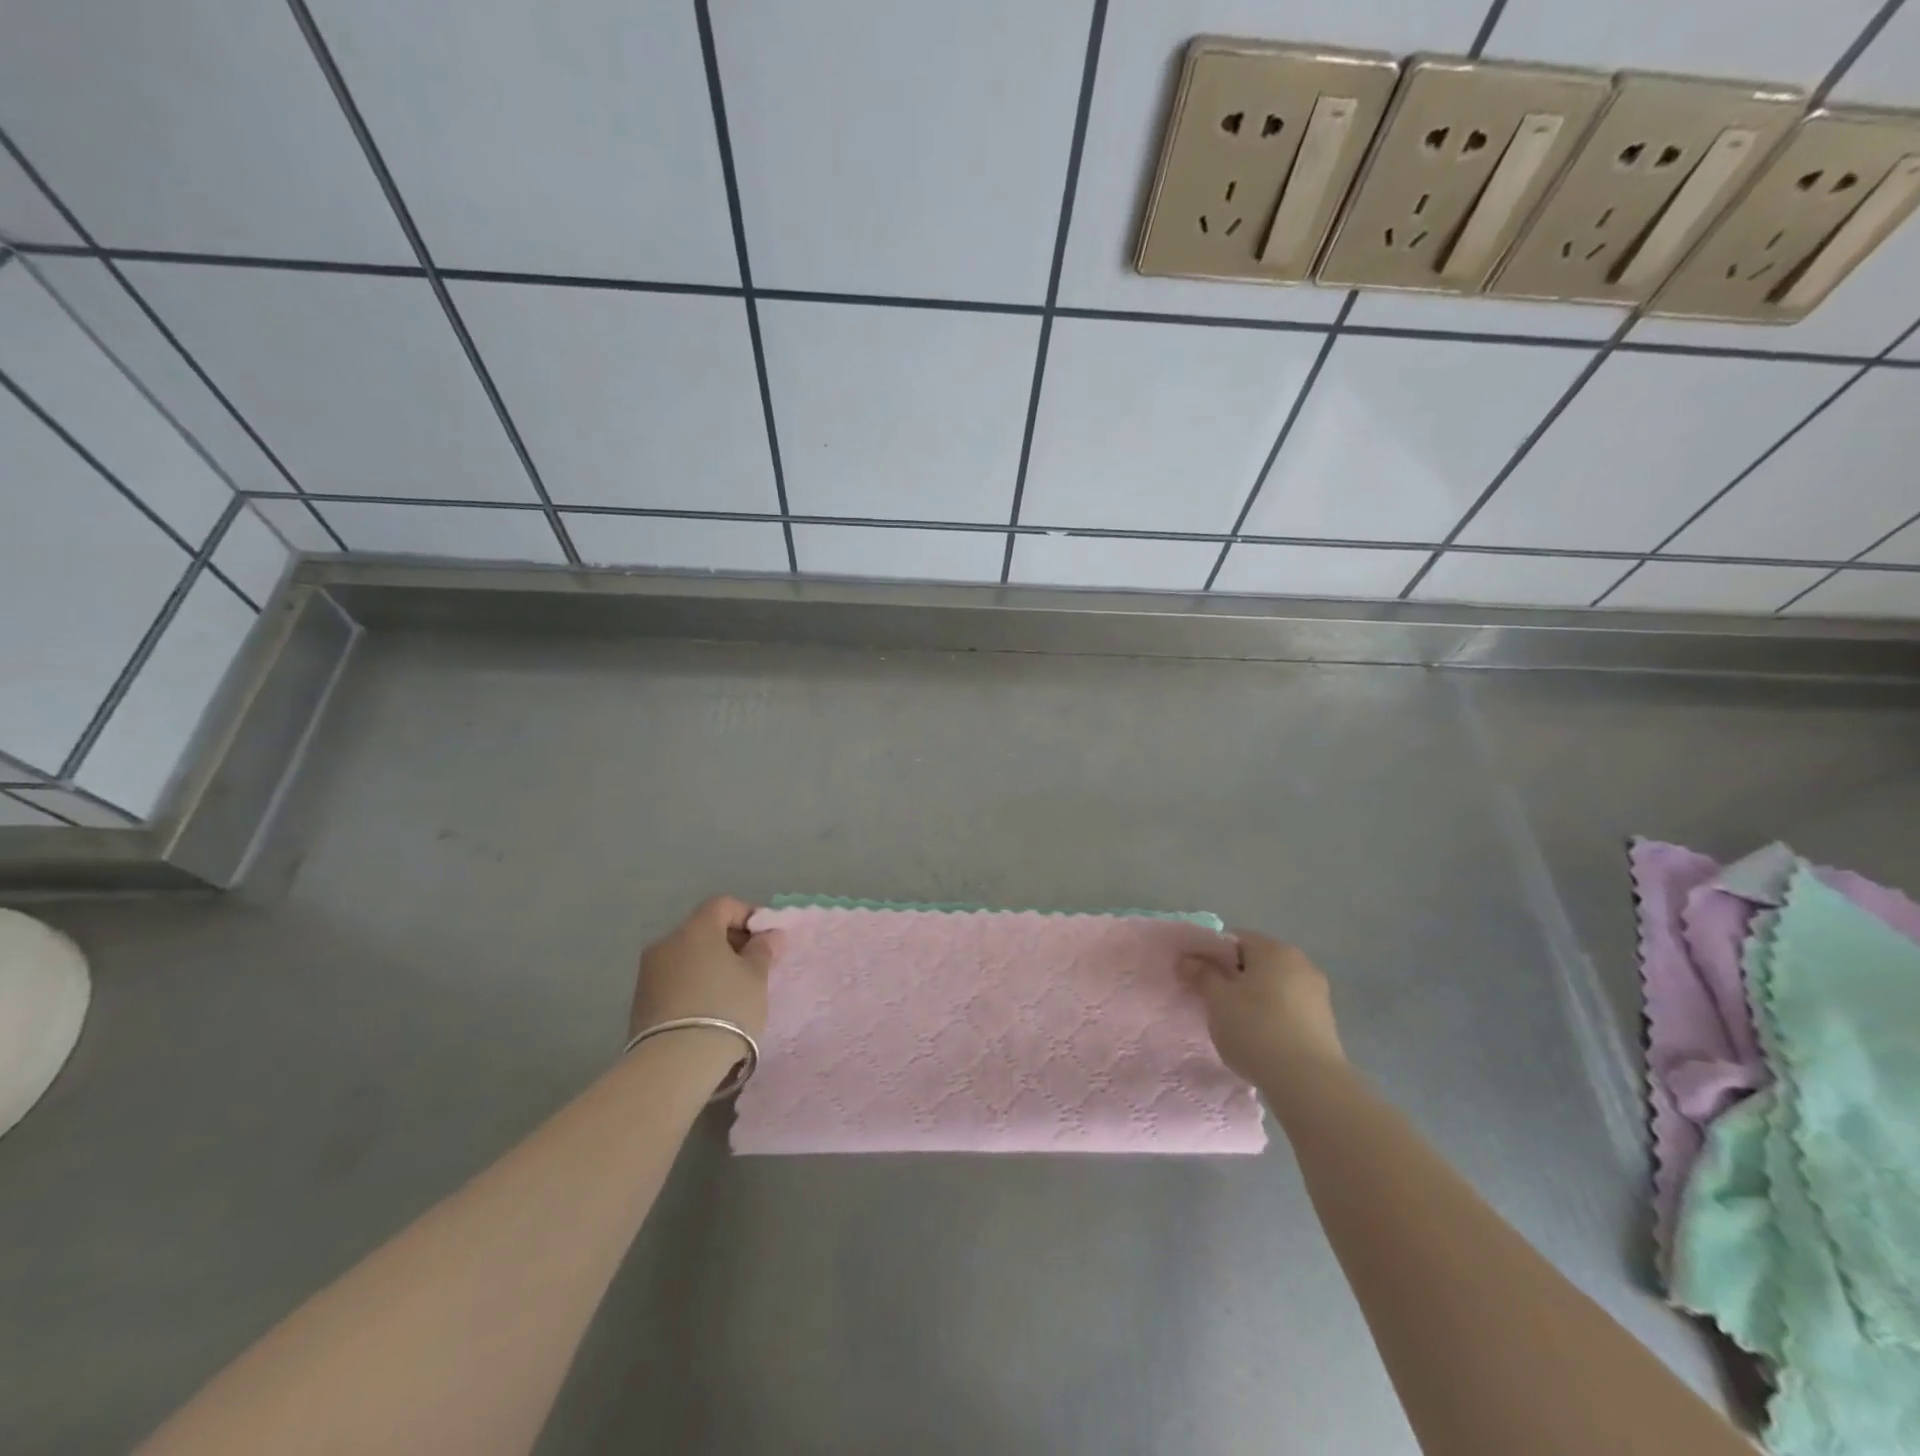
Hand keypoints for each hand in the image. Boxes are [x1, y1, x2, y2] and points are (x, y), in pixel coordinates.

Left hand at [630, 897, 780, 1041]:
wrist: (674, 1064)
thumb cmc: (726, 1008)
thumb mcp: (756, 977)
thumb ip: (763, 950)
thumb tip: (768, 934)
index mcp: (696, 928)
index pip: (722, 904)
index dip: (748, 914)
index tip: (766, 938)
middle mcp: (667, 942)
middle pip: (703, 929)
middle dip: (730, 940)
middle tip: (753, 965)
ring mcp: (648, 972)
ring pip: (687, 955)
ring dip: (710, 963)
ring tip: (732, 990)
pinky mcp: (640, 1000)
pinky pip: (674, 978)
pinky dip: (694, 982)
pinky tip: (709, 1007)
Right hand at [1179, 931, 1343, 1084]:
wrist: (1308, 1082)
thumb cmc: (1256, 1029)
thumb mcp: (1217, 999)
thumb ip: (1201, 974)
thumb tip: (1189, 960)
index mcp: (1273, 949)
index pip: (1233, 939)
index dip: (1210, 956)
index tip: (1197, 978)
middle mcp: (1300, 962)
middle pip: (1255, 962)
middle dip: (1233, 977)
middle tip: (1213, 1002)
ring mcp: (1317, 993)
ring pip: (1273, 986)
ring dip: (1253, 998)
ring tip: (1236, 1025)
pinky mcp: (1325, 1022)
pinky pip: (1288, 1008)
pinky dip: (1272, 1016)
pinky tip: (1261, 1039)